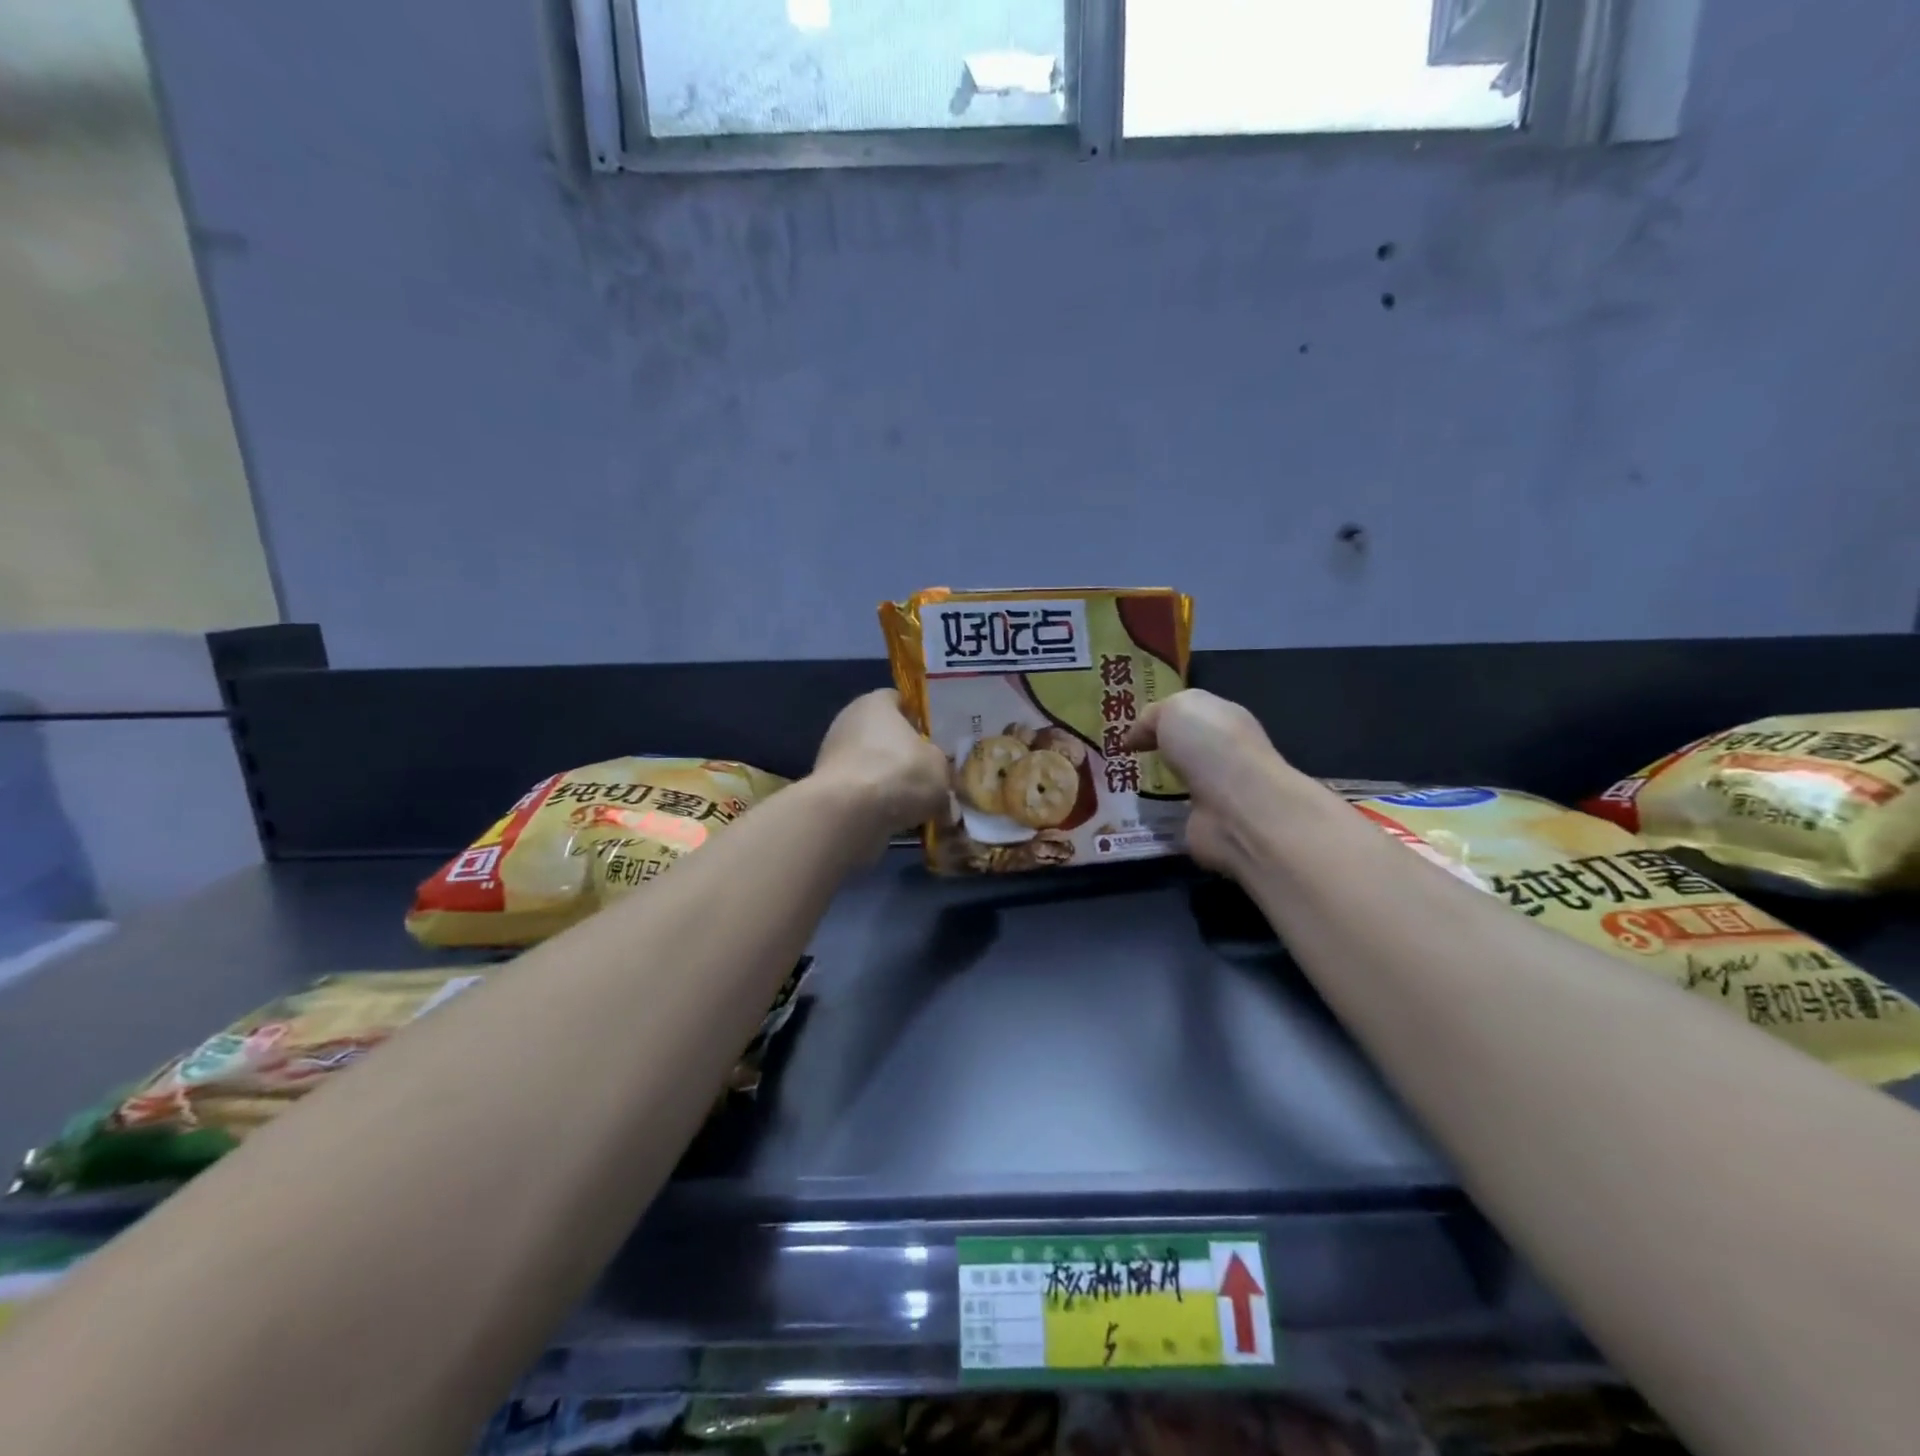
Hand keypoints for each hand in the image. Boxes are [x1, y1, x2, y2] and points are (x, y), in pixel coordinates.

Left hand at [810, 690, 951, 842]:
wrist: (850, 814)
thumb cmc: (900, 772)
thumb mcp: (940, 766)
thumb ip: (941, 767)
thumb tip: (940, 783)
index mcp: (876, 702)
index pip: (899, 701)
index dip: (918, 718)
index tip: (935, 739)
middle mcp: (848, 721)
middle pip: (884, 736)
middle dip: (905, 756)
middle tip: (930, 775)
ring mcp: (832, 755)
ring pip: (872, 766)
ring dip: (890, 782)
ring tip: (917, 805)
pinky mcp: (827, 787)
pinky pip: (860, 791)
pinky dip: (876, 803)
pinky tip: (896, 820)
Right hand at [1126, 689, 1296, 873]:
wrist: (1236, 807)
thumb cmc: (1208, 746)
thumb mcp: (1173, 710)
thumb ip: (1152, 717)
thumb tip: (1135, 738)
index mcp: (1225, 719)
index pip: (1192, 715)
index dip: (1162, 720)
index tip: (1129, 732)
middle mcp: (1225, 755)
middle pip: (1186, 751)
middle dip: (1158, 754)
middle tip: (1121, 760)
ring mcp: (1218, 794)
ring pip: (1179, 785)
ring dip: (1155, 788)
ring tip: (1120, 787)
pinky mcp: (1207, 827)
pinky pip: (1174, 817)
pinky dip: (1156, 817)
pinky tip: (1134, 815)